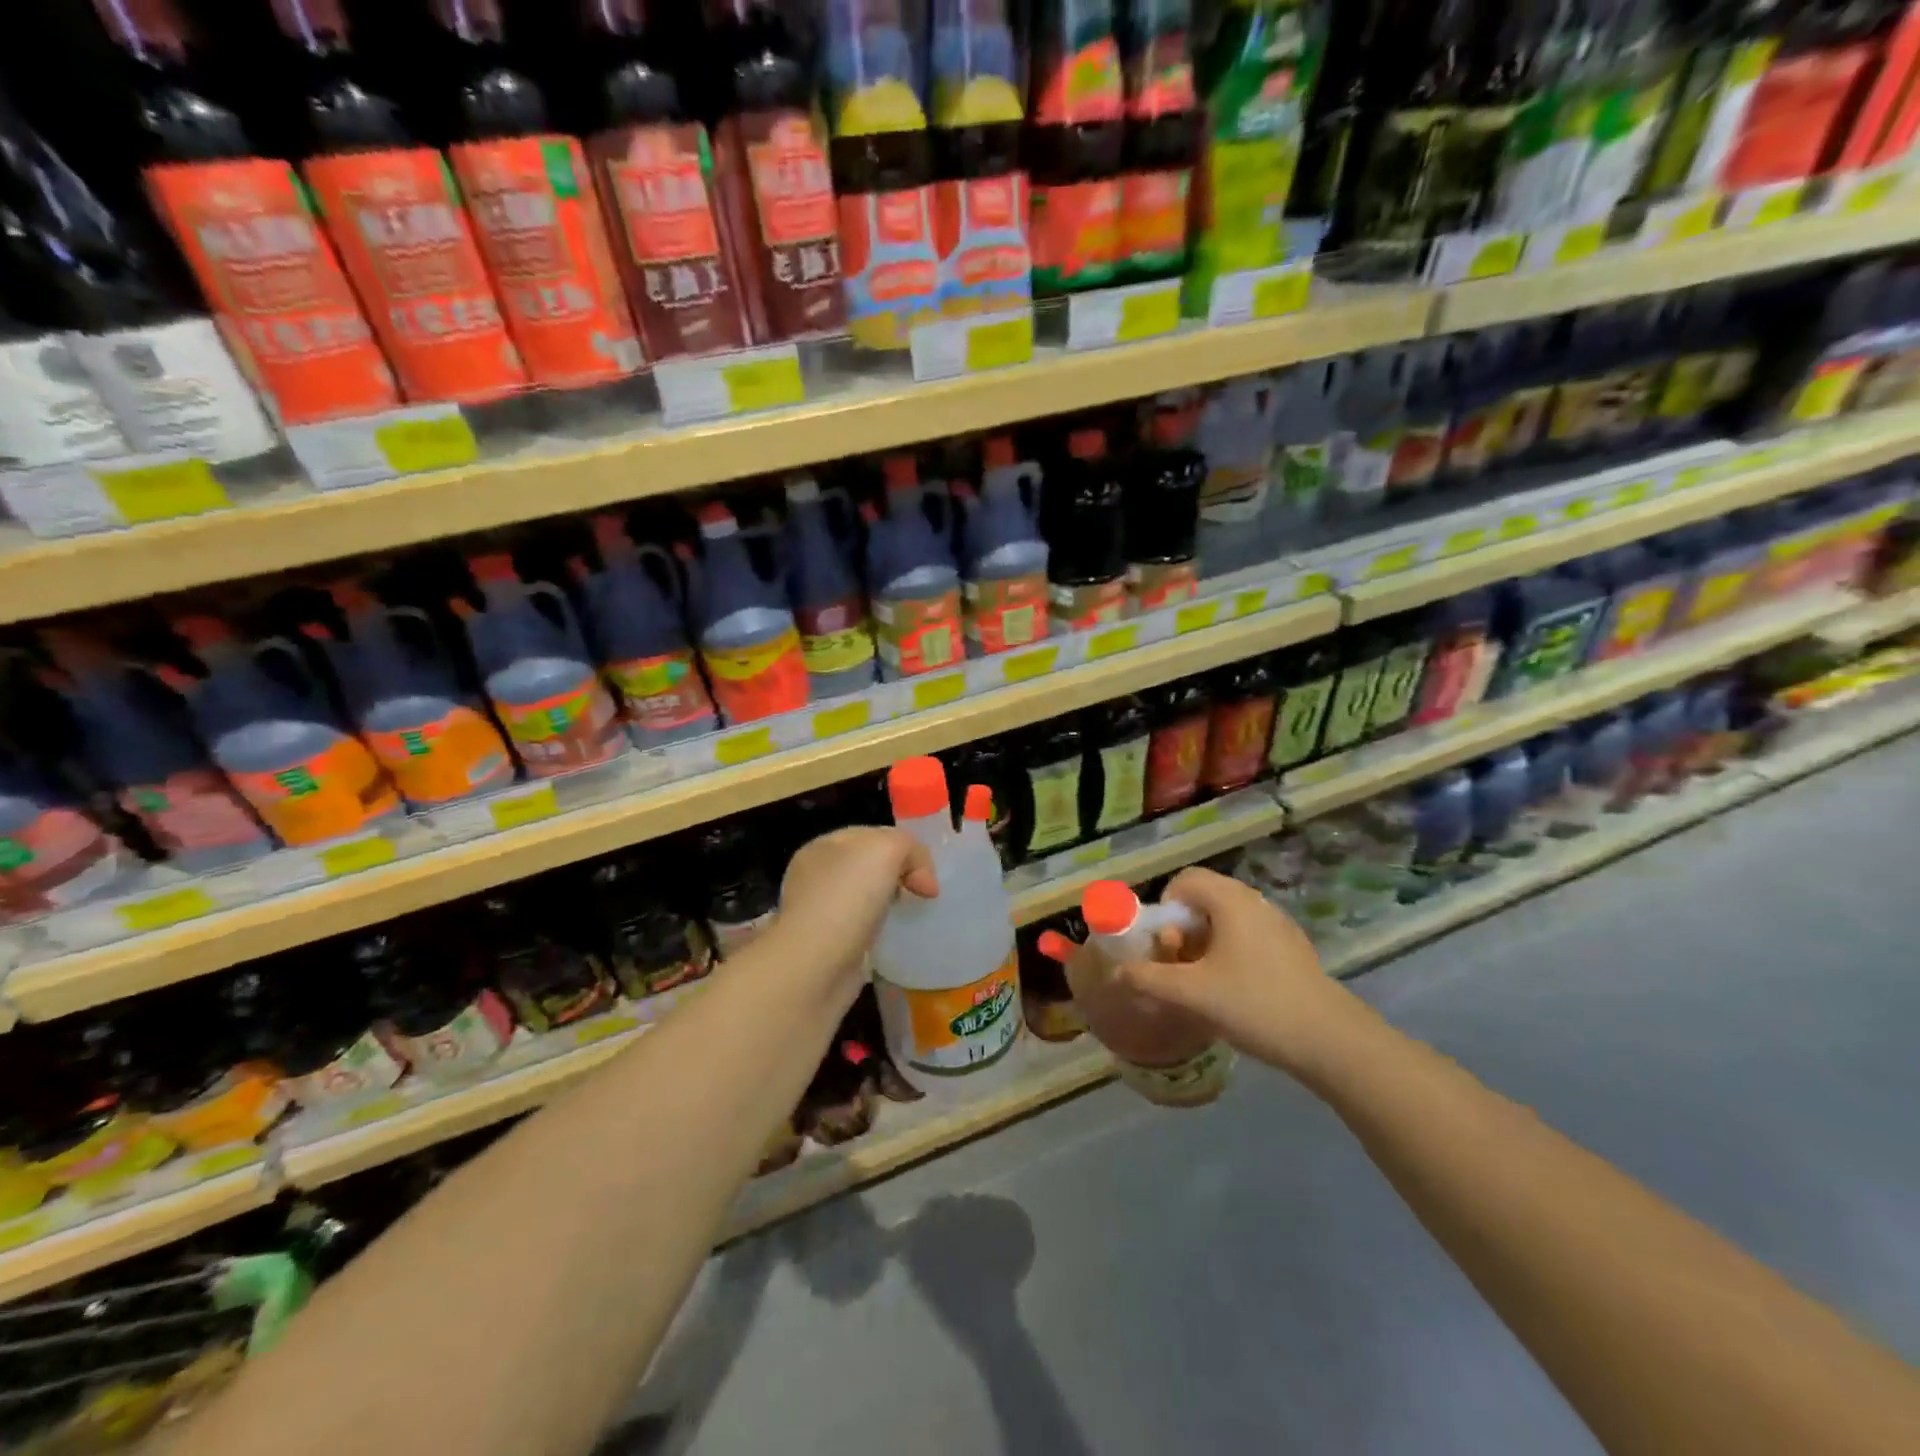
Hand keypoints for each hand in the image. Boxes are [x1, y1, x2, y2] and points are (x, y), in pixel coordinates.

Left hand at [775, 827, 937, 993]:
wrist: (815, 967)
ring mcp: (819, 913)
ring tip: (911, 919)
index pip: (872, 836)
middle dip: (899, 876)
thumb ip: (909, 848)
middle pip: (869, 867)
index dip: (904, 849)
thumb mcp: (886, 849)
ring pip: (866, 899)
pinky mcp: (826, 947)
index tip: (927, 876)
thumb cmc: (847, 897)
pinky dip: (880, 934)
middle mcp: (816, 877)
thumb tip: (922, 879)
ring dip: (890, 906)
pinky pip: (862, 931)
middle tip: (922, 895)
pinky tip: (892, 942)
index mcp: (823, 847)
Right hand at [1108, 866, 1363, 1078]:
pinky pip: (1248, 936)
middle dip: (1182, 929)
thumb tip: (1118, 973)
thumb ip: (1148, 979)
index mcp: (1231, 900)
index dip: (1164, 908)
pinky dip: (1230, 953)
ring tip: (1203, 982)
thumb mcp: (1192, 994)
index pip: (1185, 880)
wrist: (1330, 1040)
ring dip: (1205, 943)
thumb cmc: (1255, 1004)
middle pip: (1204, 899)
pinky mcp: (1293, 947)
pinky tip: (1235, 991)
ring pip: (1227, 920)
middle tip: (1179, 964)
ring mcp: (1278, 924)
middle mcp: (1255, 901)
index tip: (1163, 944)